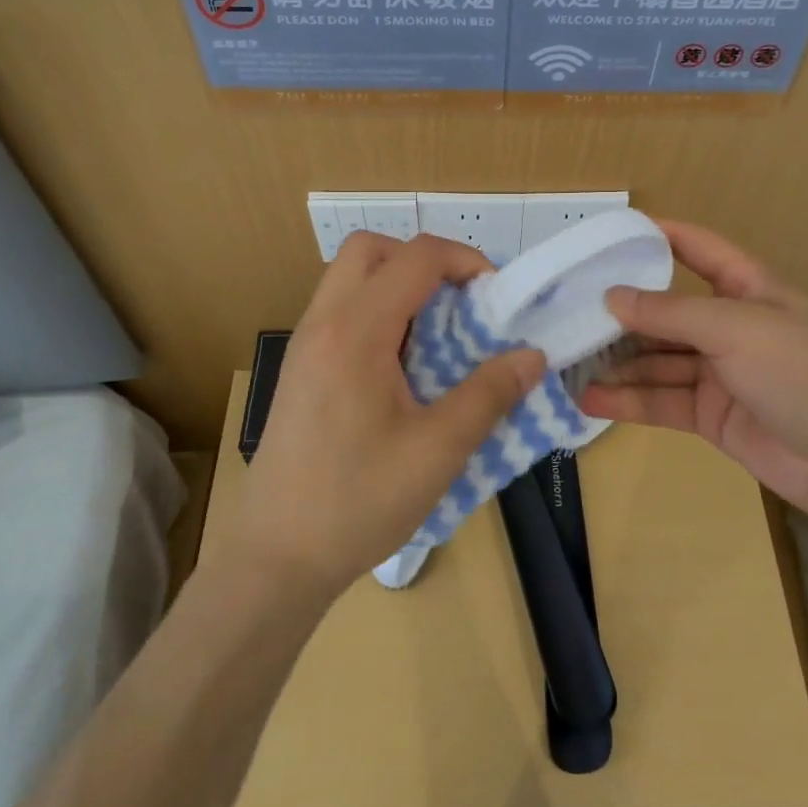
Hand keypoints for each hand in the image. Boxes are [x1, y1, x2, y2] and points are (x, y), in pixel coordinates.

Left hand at [223, 232, 544, 602]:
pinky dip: (377, 310)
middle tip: (459, 302)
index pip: (415, 257)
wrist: (275, 558)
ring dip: (397, 283)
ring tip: (436, 333)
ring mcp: (304, 344)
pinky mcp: (300, 368)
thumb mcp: (438, 451)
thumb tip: (532, 356)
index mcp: (355, 332)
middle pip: (370, 249)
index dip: (464, 260)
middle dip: (422, 260)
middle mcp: (323, 322)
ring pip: (350, 276)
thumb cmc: (357, 502)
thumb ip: (489, 394)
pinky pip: (340, 309)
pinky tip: (402, 366)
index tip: (496, 295)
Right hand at [579, 221, 807, 528]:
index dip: (663, 237)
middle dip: (624, 313)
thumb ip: (671, 312)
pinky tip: (590, 399)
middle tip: (570, 311)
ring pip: (659, 361)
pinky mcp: (713, 417)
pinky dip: (629, 401)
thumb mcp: (737, 328)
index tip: (613, 233)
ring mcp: (722, 374)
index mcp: (751, 290)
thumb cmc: (803, 372)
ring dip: (618, 363)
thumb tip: (612, 296)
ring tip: (568, 361)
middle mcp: (733, 327)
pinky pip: (663, 401)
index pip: (701, 250)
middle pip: (669, 312)